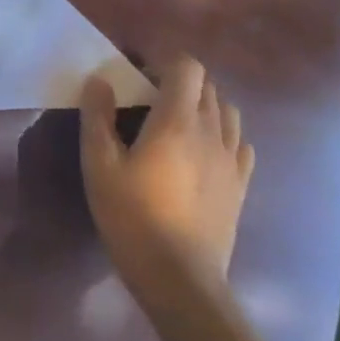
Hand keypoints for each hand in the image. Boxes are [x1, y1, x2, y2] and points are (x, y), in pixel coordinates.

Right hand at [80, 56, 254, 296]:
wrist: (180, 279)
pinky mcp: (241, 185)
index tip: (138, 74)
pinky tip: (202, 151)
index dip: (163, 61)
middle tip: (147, 98)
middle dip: (178, 81)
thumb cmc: (132, 217)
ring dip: (202, 105)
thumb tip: (100, 80)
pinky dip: (222, 133)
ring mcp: (232, 159)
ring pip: (227, 111)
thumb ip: (98, 116)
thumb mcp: (99, 165)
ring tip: (175, 123)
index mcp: (177, 120)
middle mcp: (212, 131)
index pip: (187, 67)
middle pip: (206, 85)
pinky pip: (239, 142)